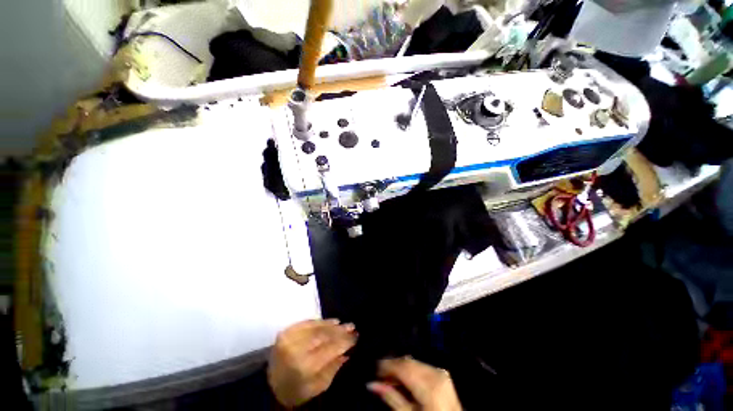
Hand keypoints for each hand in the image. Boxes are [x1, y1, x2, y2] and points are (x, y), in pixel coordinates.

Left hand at [267, 319, 356, 407]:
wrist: (269, 386)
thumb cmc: (297, 391)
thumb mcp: (318, 387)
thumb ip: (334, 368)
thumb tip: (348, 351)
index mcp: (305, 366)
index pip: (331, 348)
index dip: (345, 341)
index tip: (356, 337)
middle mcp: (297, 349)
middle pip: (324, 335)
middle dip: (340, 331)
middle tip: (352, 327)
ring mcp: (290, 337)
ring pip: (317, 327)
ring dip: (333, 325)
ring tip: (344, 324)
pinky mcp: (286, 331)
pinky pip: (308, 322)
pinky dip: (321, 321)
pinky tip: (332, 321)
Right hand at [367, 356, 461, 410]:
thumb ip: (391, 398)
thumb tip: (372, 384)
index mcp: (428, 386)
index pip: (402, 366)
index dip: (386, 365)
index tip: (375, 369)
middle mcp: (435, 373)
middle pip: (408, 362)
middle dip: (393, 366)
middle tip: (380, 376)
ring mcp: (440, 372)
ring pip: (414, 362)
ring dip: (401, 368)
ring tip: (391, 379)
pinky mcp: (442, 374)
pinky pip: (422, 366)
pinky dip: (411, 370)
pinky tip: (405, 379)